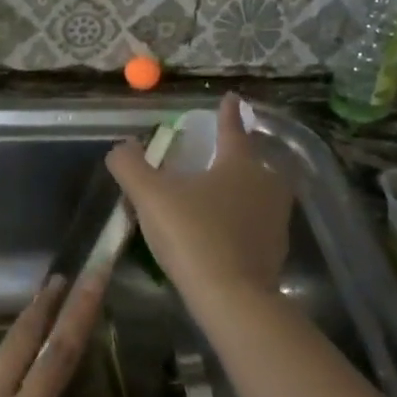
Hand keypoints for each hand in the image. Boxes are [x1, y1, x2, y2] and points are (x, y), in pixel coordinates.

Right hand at [107, 93, 294, 307]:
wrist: (232, 298)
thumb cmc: (193, 235)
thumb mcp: (151, 197)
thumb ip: (131, 166)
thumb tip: (121, 147)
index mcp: (240, 163)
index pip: (233, 128)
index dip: (229, 112)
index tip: (232, 97)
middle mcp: (265, 184)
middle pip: (251, 161)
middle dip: (236, 154)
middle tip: (216, 154)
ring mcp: (275, 219)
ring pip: (257, 193)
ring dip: (240, 189)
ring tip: (216, 194)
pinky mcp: (275, 251)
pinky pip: (256, 223)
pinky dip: (241, 220)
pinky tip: (221, 232)